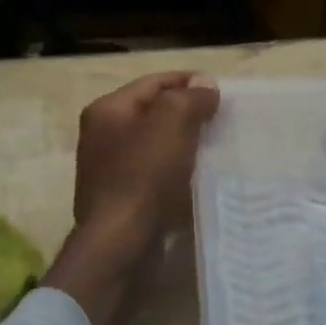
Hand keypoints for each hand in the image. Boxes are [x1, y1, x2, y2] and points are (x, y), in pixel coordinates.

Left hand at [48, 72, 219, 324]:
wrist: (120, 243)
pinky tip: (199, 176)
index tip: (220, 89)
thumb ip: (189, 98)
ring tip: (217, 146)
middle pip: (153, 113)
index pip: (153, 83)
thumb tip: (205, 84)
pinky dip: (176, 170)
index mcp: (107, 111)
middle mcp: (102, 136)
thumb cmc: (143, 176)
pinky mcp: (121, 199)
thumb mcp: (171, 124)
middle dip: (187, 113)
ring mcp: (109, 170)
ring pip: (155, 145)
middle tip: (222, 118)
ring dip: (184, 143)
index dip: (187, 81)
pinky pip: (154, 174)